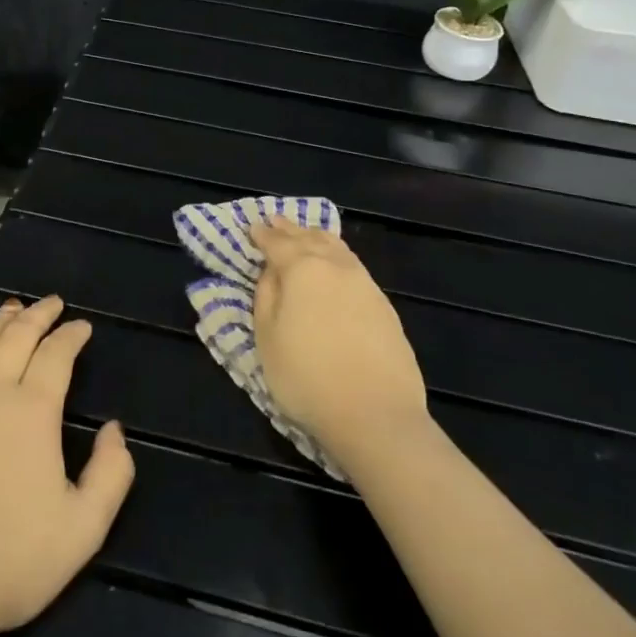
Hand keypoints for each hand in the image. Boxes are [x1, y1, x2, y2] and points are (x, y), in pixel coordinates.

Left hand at [0, 295, 135, 636]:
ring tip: (13, 309)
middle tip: (51, 303)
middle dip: (37, 315)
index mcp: (32, 410)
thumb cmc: (11, 561)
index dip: (71, 335)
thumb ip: (111, 473)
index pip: (56, 355)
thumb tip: (114, 430)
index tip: (82, 326)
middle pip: (15, 337)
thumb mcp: (83, 529)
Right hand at [250, 221, 427, 464]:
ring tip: (306, 234)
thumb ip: (265, 295)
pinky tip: (335, 264)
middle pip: (309, 237)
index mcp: (302, 268)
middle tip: (275, 221)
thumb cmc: (307, 377)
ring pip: (337, 247)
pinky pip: (353, 266)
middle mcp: (335, 266)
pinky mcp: (384, 305)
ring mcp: (364, 283)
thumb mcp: (266, 338)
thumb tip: (271, 271)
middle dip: (289, 229)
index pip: (276, 242)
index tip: (251, 227)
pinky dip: (337, 256)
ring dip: (316, 237)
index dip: (262, 234)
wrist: (376, 415)